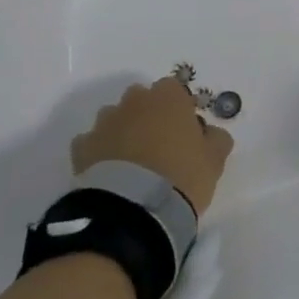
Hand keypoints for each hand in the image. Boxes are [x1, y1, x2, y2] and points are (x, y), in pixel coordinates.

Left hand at [71, 80, 232, 215]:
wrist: (133, 208)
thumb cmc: (182, 175)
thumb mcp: (214, 160)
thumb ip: (216, 139)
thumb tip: (209, 133)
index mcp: (168, 97)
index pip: (174, 90)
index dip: (180, 109)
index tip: (186, 131)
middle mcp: (134, 102)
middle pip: (142, 100)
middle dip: (148, 116)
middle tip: (160, 146)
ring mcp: (104, 123)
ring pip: (115, 119)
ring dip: (123, 132)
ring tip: (132, 163)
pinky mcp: (82, 148)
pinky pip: (92, 144)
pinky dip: (100, 153)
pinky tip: (110, 174)